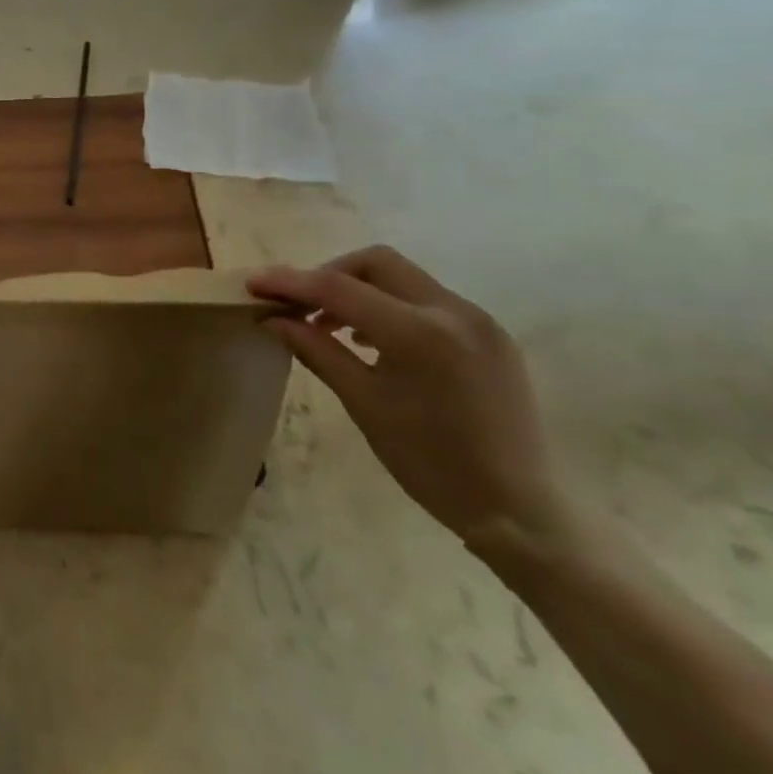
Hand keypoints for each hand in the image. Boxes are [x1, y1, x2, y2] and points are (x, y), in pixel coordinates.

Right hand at [249, 246, 568, 553]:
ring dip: (360, 289)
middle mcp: (453, 310)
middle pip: (375, 263)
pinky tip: (375, 340)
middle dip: (329, 274)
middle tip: (298, 305)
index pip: (339, 288)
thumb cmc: (430, 463)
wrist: (518, 510)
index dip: (290, 282)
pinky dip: (392, 306)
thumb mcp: (364, 404)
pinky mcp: (491, 333)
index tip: (254, 284)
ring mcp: (478, 319)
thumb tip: (274, 319)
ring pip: (404, 277)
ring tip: (331, 325)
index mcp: (419, 333)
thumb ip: (316, 350)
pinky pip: (429, 300)